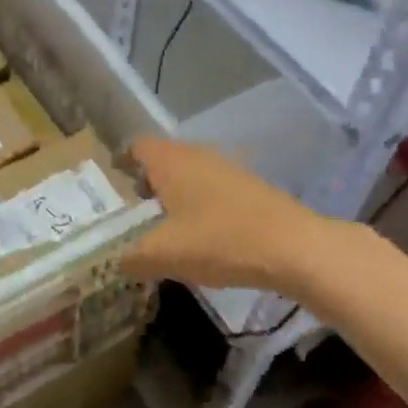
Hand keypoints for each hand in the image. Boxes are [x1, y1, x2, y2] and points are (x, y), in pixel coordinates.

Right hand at [122, 137, 334, 297]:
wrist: (294, 248)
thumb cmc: (219, 241)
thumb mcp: (163, 255)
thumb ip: (130, 257)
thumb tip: (114, 261)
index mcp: (170, 161)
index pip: (136, 146)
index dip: (121, 162)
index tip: (112, 185)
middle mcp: (197, 155)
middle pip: (162, 158)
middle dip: (146, 181)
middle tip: (135, 211)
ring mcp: (228, 168)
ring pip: (189, 172)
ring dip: (175, 193)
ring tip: (166, 226)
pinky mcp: (250, 187)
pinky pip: (212, 187)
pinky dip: (200, 203)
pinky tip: (201, 233)